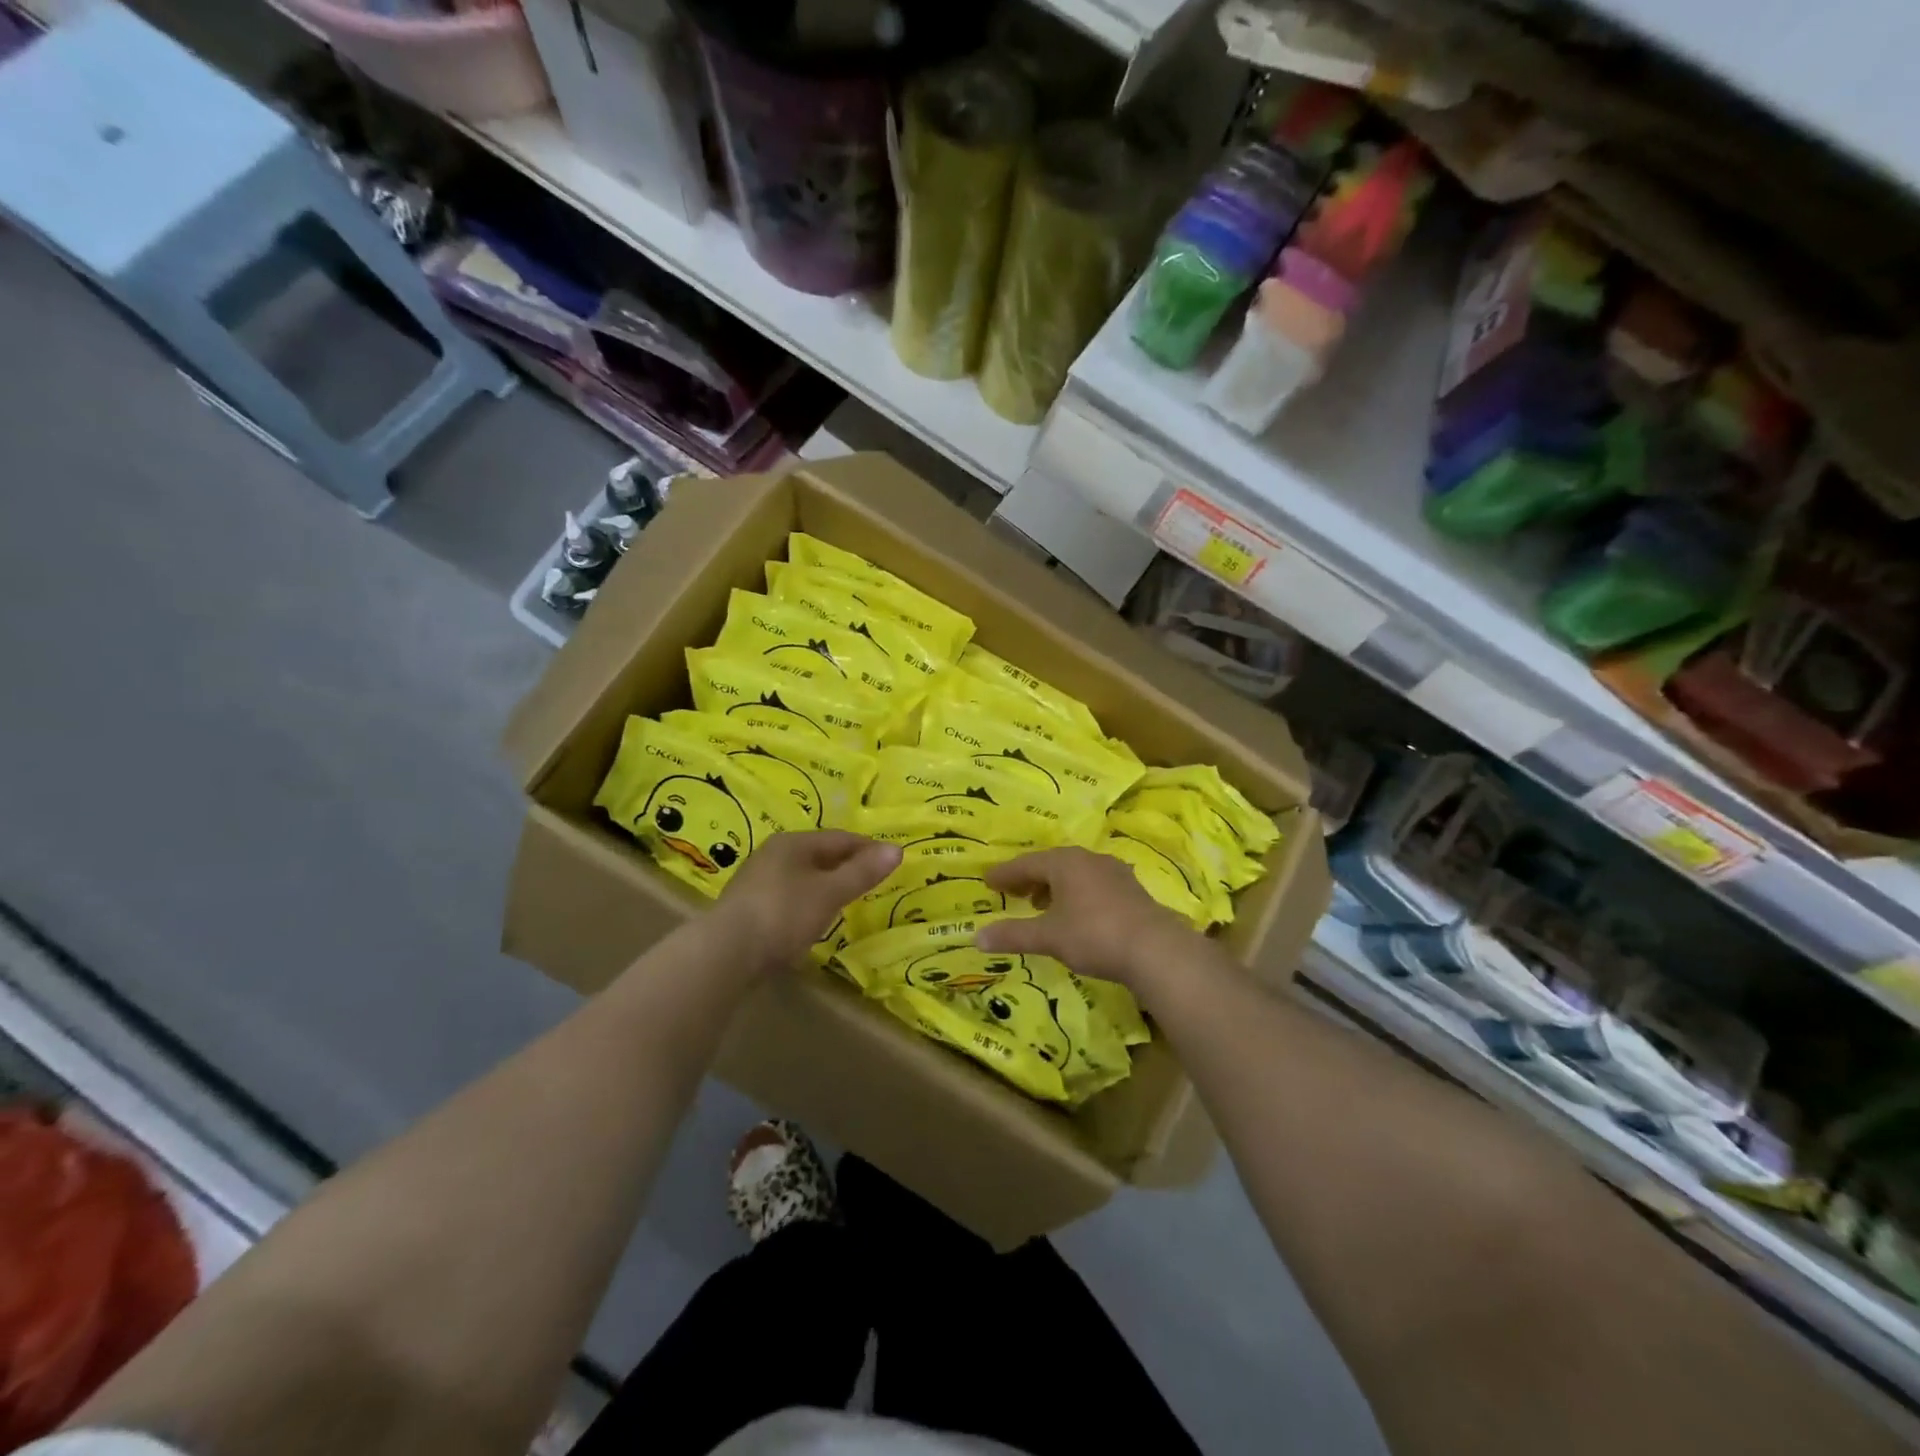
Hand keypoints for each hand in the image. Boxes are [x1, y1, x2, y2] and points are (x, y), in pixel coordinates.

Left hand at [718, 831, 901, 975]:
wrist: (725, 953)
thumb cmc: (783, 914)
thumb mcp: (830, 892)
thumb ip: (862, 872)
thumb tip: (897, 849)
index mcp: (793, 842)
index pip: (839, 838)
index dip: (868, 848)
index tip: (891, 860)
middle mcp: (772, 854)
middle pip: (819, 855)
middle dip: (847, 865)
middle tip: (872, 880)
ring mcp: (757, 881)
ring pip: (803, 876)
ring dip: (826, 885)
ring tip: (847, 900)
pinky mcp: (748, 908)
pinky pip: (788, 897)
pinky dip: (808, 902)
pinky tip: (813, 919)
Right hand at [974, 847, 1195, 987]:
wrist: (1155, 949)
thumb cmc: (1094, 935)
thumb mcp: (1048, 937)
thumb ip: (1013, 935)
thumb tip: (976, 938)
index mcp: (1065, 862)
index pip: (1027, 863)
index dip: (1006, 874)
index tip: (988, 881)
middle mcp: (1089, 859)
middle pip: (1052, 864)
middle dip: (1030, 878)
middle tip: (1012, 892)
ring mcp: (1114, 872)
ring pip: (1075, 873)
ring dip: (1054, 886)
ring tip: (1041, 905)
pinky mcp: (1131, 890)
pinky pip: (1093, 884)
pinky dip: (1076, 894)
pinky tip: (1076, 913)